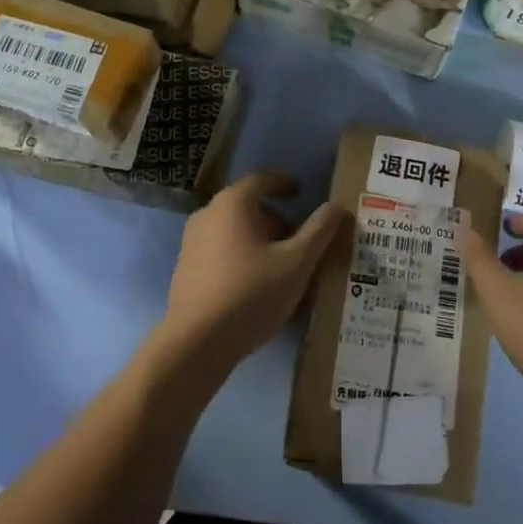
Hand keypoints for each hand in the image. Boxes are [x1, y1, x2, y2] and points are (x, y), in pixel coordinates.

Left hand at [157, 172, 347, 378]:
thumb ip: (319, 232)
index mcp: (232, 203)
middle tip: (298, 240)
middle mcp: (207, 214)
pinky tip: (256, 285)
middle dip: (275, 219)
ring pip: (233, 230)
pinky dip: (241, 256)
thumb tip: (337, 206)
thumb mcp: (296, 263)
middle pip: (247, 206)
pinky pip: (220, 250)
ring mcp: (191, 242)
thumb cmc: (251, 293)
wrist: (195, 344)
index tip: (302, 193)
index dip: (284, 183)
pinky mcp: (186, 269)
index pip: (261, 179)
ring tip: (281, 266)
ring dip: (259, 240)